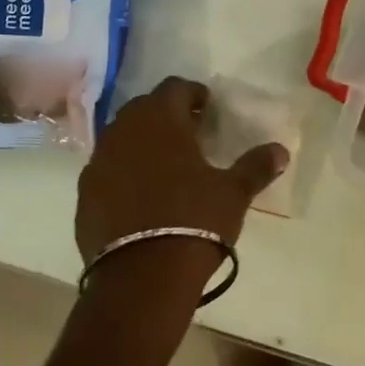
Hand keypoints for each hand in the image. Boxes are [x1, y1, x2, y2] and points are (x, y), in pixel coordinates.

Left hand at [74, 76, 288, 307]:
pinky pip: (106, 170)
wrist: (141, 278)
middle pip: (145, 108)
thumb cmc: (194, 221)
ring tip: (165, 165)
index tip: (207, 108)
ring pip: (121, 138)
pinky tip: (140, 196)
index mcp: (160, 119)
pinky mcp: (84, 194)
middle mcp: (123, 130)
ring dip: (141, 143)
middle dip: (166, 116)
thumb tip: (280, 150)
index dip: (193, 94)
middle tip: (189, 134)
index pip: (175, 87)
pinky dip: (123, 173)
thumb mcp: (233, 193)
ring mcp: (98, 162)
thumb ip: (255, 166)